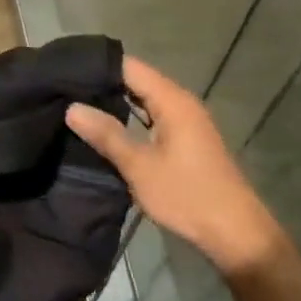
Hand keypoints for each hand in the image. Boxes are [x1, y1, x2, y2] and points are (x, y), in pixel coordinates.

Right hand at [66, 55, 283, 276]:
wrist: (236, 234)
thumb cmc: (187, 195)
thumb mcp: (139, 166)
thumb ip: (106, 134)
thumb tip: (72, 107)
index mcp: (172, 100)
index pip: (129, 67)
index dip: (98, 66)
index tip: (65, 72)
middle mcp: (181, 102)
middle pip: (137, 80)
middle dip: (103, 83)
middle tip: (64, 90)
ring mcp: (186, 121)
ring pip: (144, 99)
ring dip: (116, 102)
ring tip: (77, 106)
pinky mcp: (186, 139)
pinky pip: (152, 116)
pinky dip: (130, 118)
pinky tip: (107, 128)